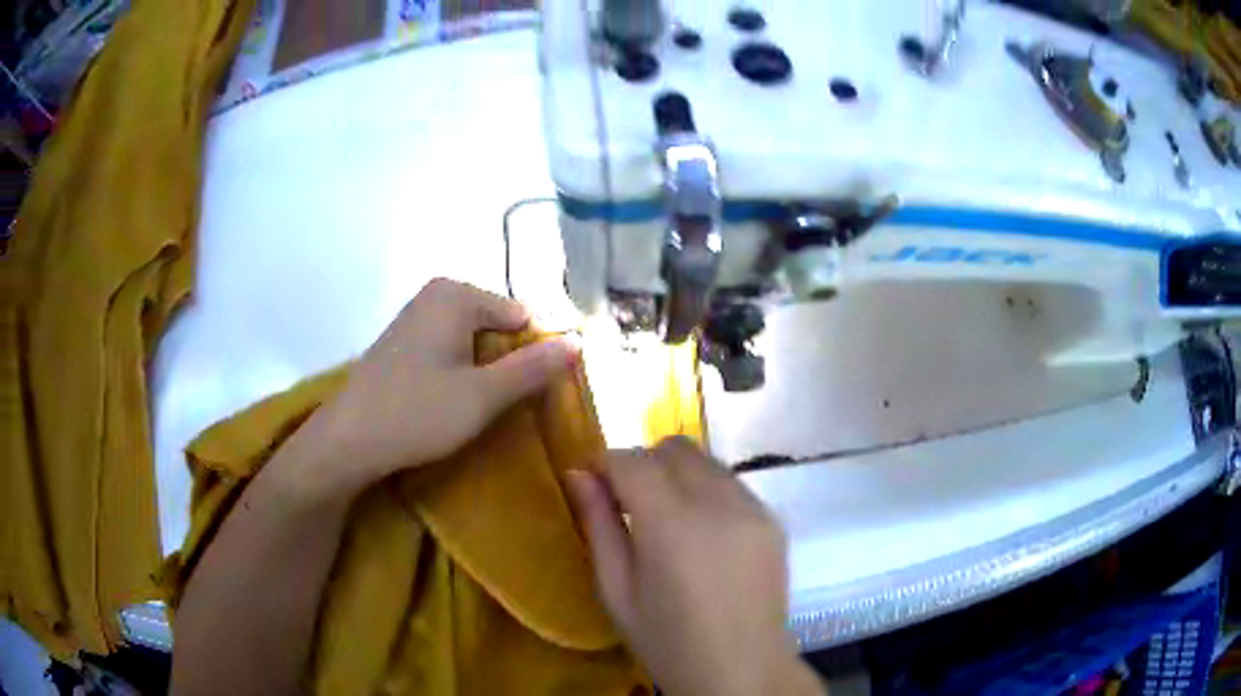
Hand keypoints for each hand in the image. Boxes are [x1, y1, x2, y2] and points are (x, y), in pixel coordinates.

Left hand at [289, 278, 578, 500]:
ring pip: (472, 340)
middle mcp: (435, 294)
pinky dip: (458, 372)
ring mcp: (415, 316)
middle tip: (501, 406)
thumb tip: (580, 341)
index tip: (529, 396)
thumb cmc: (417, 414)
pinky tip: (449, 403)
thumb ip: (533, 367)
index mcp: (457, 294)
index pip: (522, 317)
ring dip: (483, 372)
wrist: (348, 440)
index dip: (532, 356)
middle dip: (506, 363)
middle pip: (496, 326)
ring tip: (476, 409)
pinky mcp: (402, 342)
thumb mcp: (484, 395)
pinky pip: (448, 348)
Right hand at [567, 438, 822, 695]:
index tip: (592, 483)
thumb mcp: (617, 592)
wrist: (743, 670)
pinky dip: (707, 490)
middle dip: (642, 463)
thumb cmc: (668, 642)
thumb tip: (578, 474)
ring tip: (666, 518)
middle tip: (628, 502)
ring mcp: (754, 508)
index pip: (631, 461)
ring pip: (705, 460)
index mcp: (672, 526)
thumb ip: (598, 526)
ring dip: (676, 474)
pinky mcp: (773, 519)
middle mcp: (719, 503)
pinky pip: (731, 483)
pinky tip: (701, 532)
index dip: (604, 463)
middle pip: (673, 447)